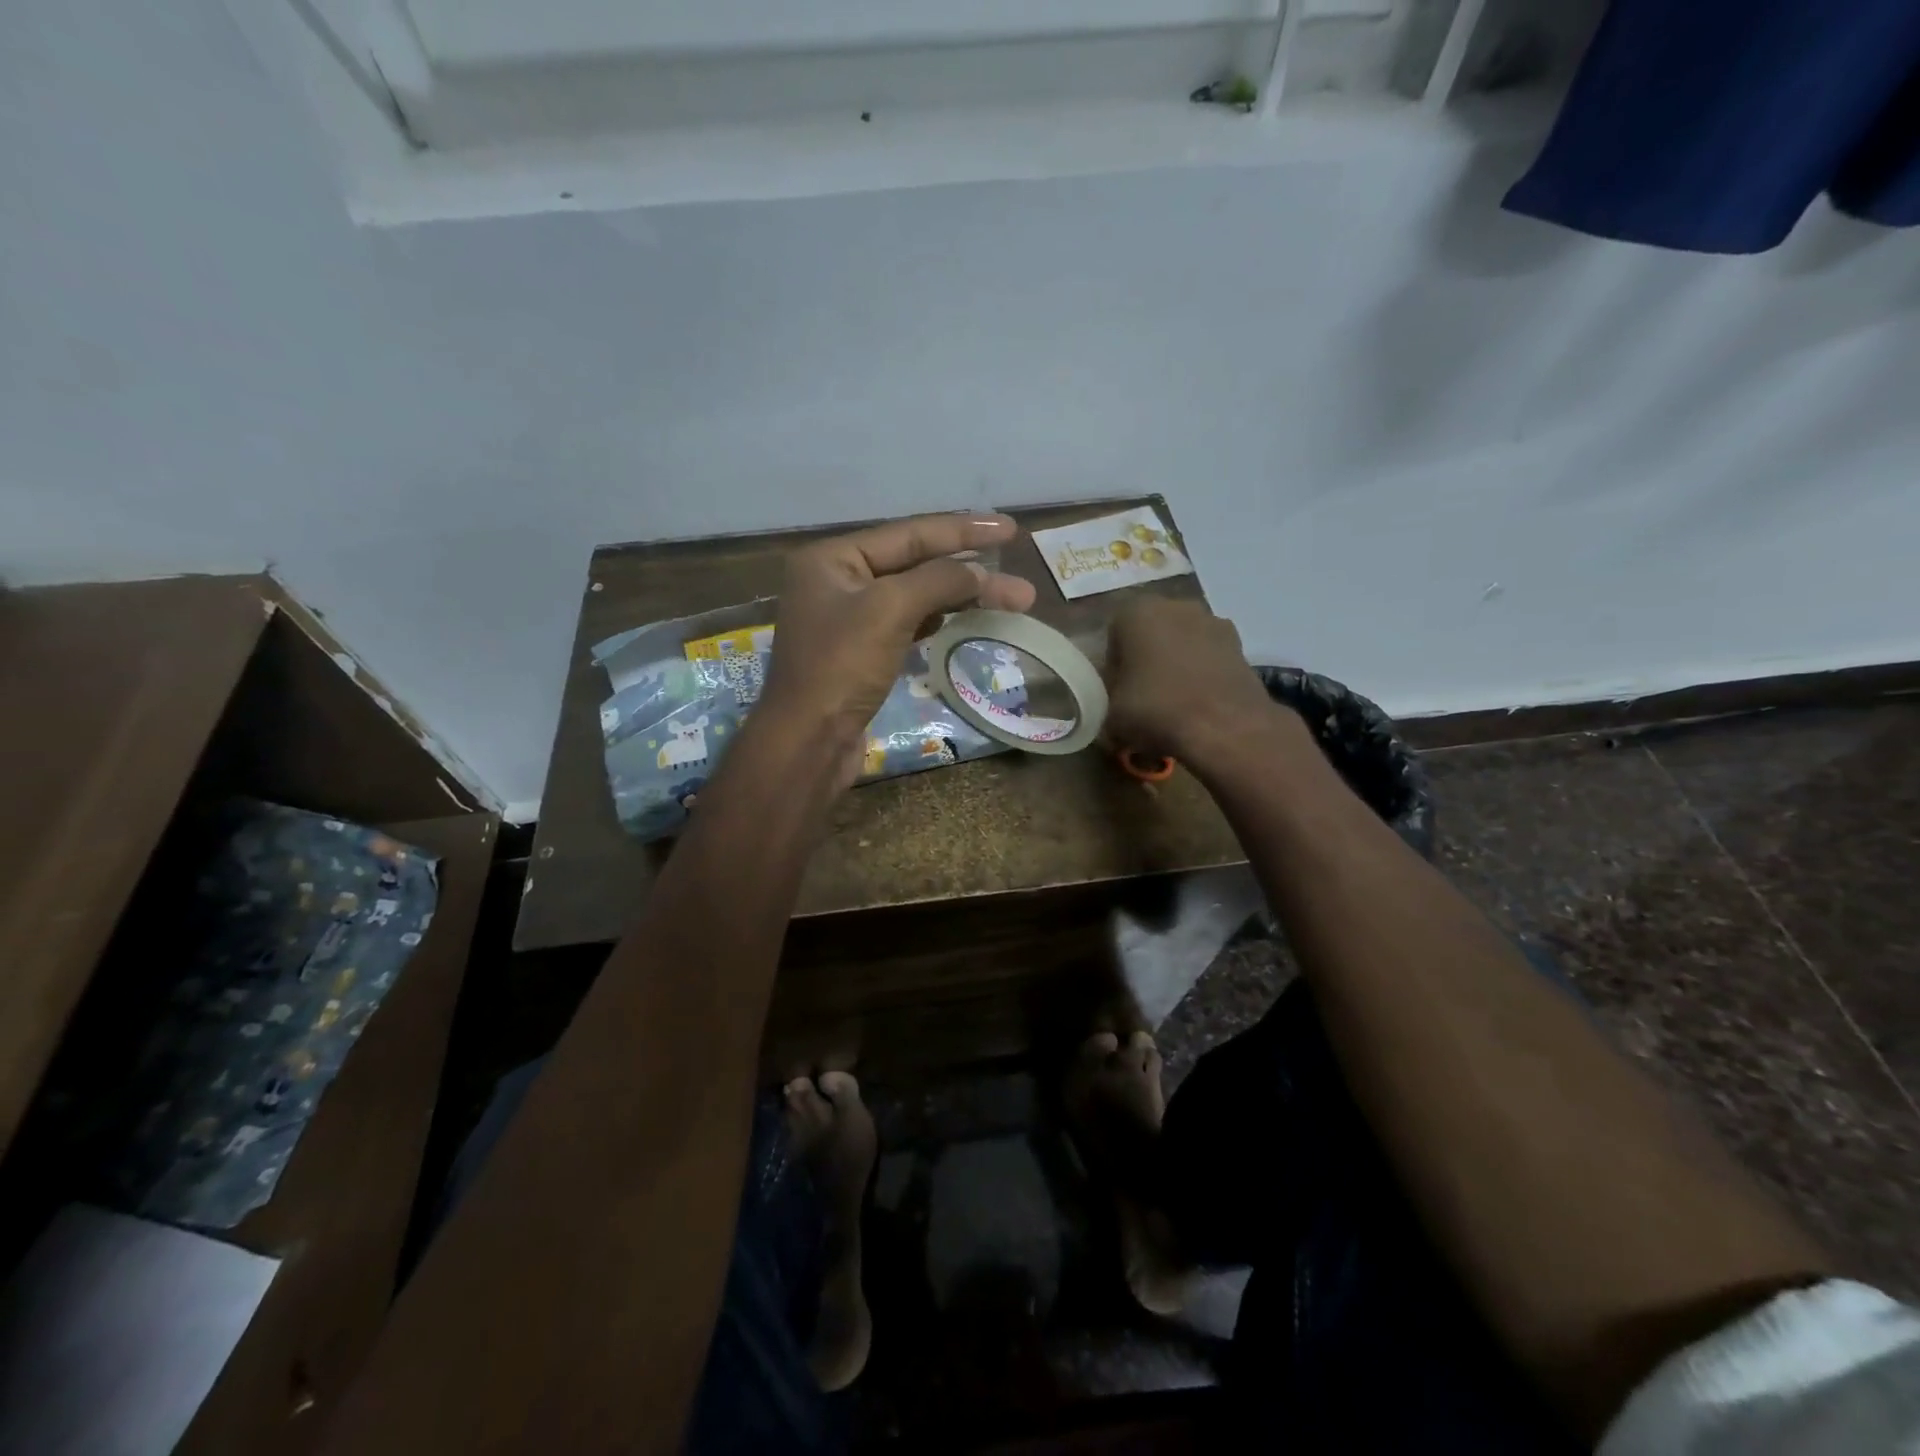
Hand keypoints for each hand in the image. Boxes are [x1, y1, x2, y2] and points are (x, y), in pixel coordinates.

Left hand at [758, 512, 1037, 766]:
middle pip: (914, 564)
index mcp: (832, 558)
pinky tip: (966, 618)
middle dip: (969, 570)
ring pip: (915, 596)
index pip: (908, 534)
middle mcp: (837, 581)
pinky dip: (939, 619)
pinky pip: (907, 623)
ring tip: (1010, 600)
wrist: (808, 742)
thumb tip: (980, 572)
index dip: (963, 530)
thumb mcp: (889, 610)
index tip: (1010, 530)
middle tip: (1020, 580)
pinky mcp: (861, 654)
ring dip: (960, 598)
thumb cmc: (841, 667)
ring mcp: (849, 620)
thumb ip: (938, 580)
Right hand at [1102, 598, 1293, 766]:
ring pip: (1183, 645)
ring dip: (1177, 667)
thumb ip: (1109, 702)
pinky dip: (1203, 676)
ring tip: (1174, 705)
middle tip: (1142, 698)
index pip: (1113, 638)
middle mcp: (1176, 606)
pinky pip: (1210, 658)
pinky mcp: (1241, 645)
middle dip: (1146, 661)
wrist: (1225, 727)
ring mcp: (1213, 622)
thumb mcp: (1111, 715)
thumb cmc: (1156, 710)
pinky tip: (1200, 706)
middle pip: (1150, 635)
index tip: (1117, 694)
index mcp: (1136, 612)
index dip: (1113, 668)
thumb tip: (1118, 709)